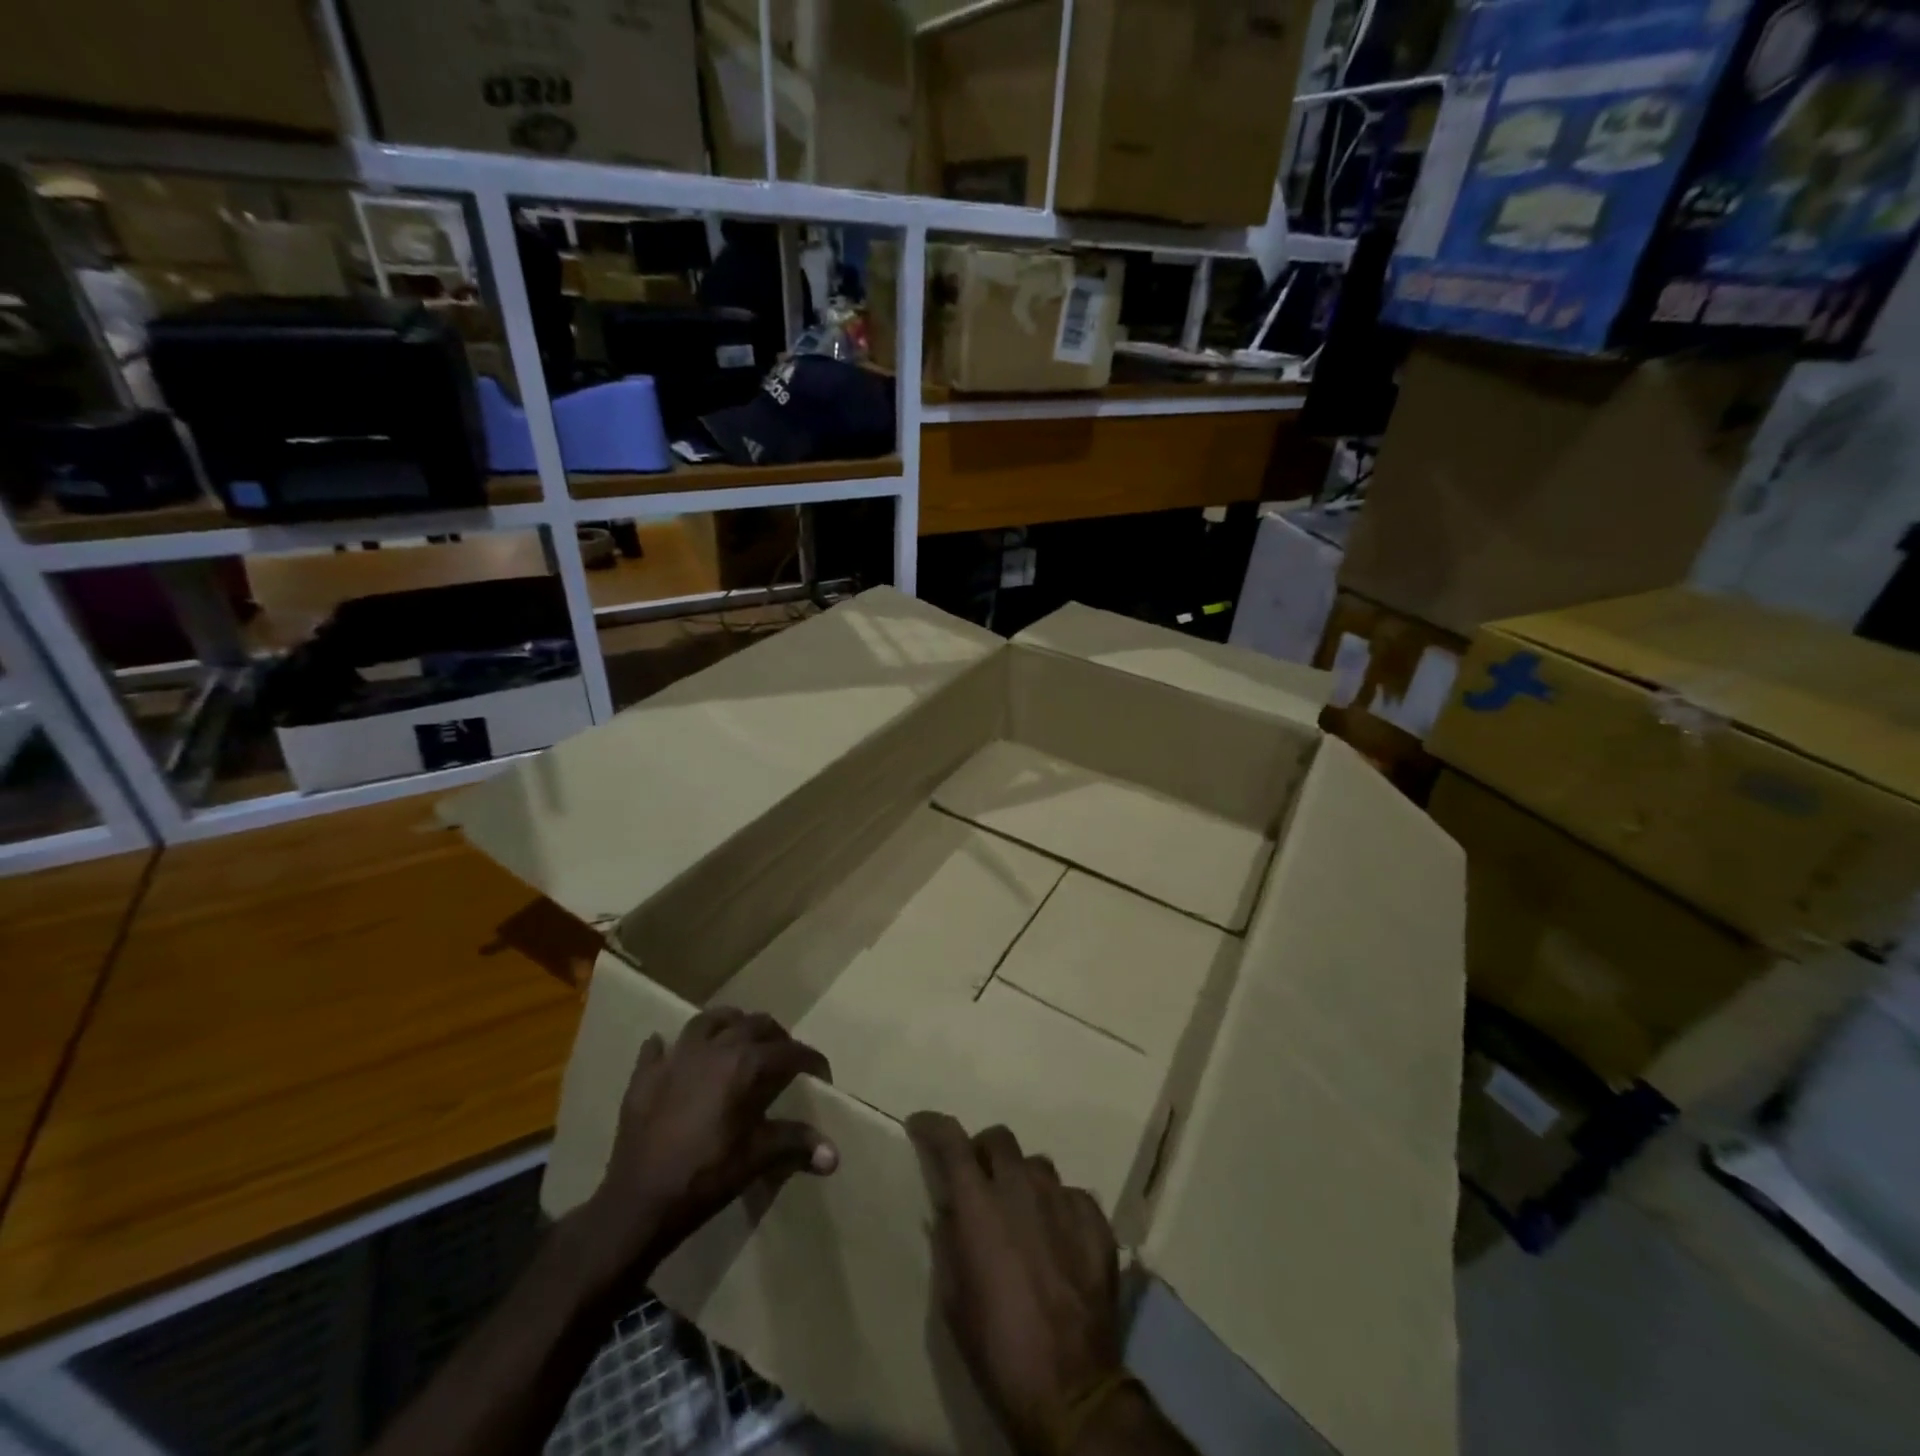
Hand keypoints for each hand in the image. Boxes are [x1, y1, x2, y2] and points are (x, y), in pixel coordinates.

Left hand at [568, 1008, 836, 1306]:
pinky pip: (658, 1048)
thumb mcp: (756, 1159)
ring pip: (708, 1020)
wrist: (638, 1204)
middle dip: (775, 1036)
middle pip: (753, 1024)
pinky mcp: (645, 1076)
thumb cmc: (705, 1177)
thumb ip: (796, 1145)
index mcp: (744, 1065)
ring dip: (729, 1025)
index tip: (821, 1075)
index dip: (811, 1060)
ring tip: (738, 1041)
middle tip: (784, 1058)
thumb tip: (834, 1155)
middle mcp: (713, 1049)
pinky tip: (676, 1056)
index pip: (789, 1051)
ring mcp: (675, 1058)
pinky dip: (670, 1047)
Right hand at [907, 1114, 1121, 1455]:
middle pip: (1000, 1139)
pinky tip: (1057, 1237)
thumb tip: (950, 1208)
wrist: (1070, 1388)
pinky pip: (1072, 1195)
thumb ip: (950, 1240)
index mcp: (980, 1204)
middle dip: (983, 1151)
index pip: (952, 1142)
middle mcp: (1022, 1188)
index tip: (921, 1125)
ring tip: (1021, 1213)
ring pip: (1038, 1165)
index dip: (934, 1126)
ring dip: (1022, 1179)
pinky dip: (1058, 1207)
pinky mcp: (1096, 1222)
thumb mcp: (953, 1298)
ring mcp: (1064, 1201)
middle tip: (978, 1180)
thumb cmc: (997, 1347)